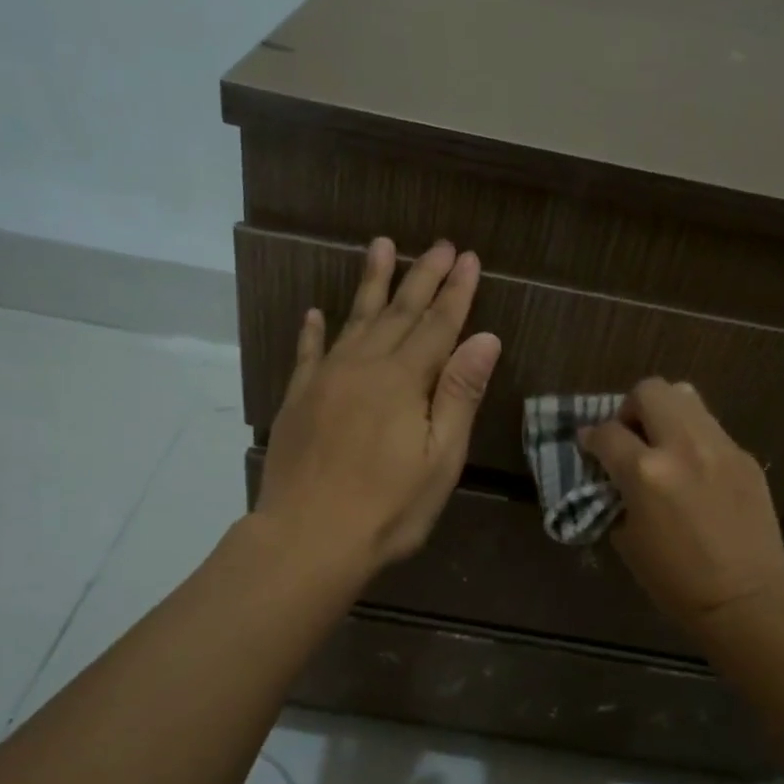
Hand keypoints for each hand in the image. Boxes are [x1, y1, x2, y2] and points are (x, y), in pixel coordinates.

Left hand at [254, 237, 501, 572]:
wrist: (306, 539)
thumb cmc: (387, 507)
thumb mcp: (441, 459)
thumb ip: (459, 393)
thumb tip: (485, 338)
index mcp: (404, 380)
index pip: (438, 325)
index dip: (456, 292)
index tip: (468, 258)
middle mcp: (364, 366)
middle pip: (399, 312)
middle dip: (422, 276)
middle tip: (439, 244)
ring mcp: (325, 379)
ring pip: (354, 320)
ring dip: (372, 283)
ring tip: (381, 246)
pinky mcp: (298, 398)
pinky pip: (308, 353)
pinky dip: (314, 330)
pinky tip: (316, 312)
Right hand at [580, 378, 783, 634]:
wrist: (746, 598)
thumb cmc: (675, 581)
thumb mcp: (627, 539)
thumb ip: (616, 494)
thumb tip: (611, 472)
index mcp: (646, 472)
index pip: (606, 432)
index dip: (591, 438)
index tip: (589, 446)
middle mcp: (683, 446)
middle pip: (650, 391)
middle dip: (630, 409)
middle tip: (630, 438)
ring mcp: (720, 447)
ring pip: (685, 396)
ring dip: (664, 414)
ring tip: (662, 445)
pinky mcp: (744, 456)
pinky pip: (711, 428)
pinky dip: (692, 438)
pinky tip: (694, 470)